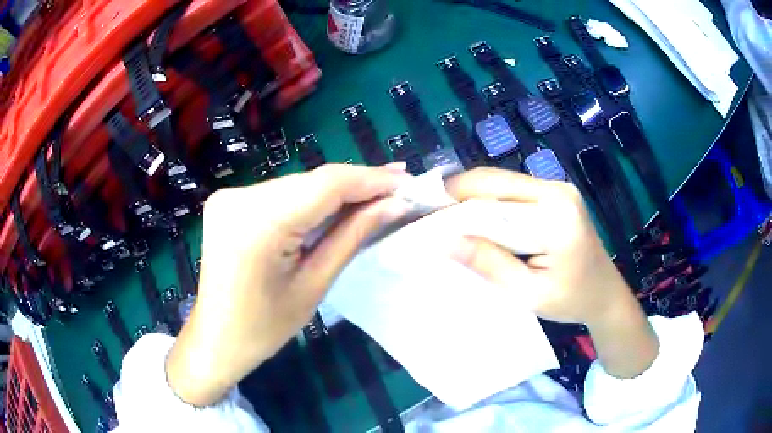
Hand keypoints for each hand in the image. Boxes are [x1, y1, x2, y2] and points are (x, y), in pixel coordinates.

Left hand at [167, 164, 409, 405]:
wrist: (217, 338)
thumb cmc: (264, 327)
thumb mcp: (314, 284)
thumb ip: (353, 235)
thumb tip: (395, 204)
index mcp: (257, 223)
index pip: (326, 184)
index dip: (370, 180)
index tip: (406, 182)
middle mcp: (239, 197)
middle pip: (311, 181)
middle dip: (356, 185)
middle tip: (397, 188)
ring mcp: (229, 196)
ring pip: (297, 184)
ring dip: (335, 191)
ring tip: (374, 195)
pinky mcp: (228, 201)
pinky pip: (279, 193)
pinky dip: (308, 199)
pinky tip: (334, 205)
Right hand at [446, 168, 657, 377]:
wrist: (605, 295)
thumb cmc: (572, 300)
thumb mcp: (528, 292)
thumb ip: (489, 263)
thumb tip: (445, 241)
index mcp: (556, 213)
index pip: (495, 194)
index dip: (456, 199)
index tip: (424, 213)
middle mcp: (557, 189)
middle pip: (497, 181)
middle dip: (460, 194)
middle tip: (430, 215)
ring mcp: (558, 189)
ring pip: (503, 184)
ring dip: (474, 199)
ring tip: (447, 220)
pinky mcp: (556, 195)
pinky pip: (514, 193)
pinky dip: (491, 204)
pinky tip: (477, 221)